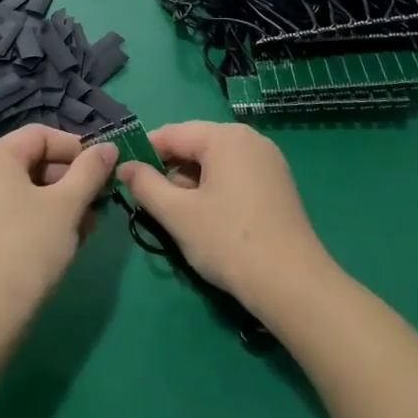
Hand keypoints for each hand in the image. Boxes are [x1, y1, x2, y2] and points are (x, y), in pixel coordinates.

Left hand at [0, 125, 117, 335]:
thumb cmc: (29, 247)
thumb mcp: (68, 205)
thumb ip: (91, 170)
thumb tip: (108, 147)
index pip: (42, 135)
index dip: (77, 148)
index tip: (103, 170)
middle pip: (34, 160)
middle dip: (71, 179)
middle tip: (99, 202)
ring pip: (27, 189)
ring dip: (62, 202)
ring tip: (88, 227)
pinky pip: (14, 210)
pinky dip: (42, 217)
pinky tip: (67, 240)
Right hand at [115, 122, 333, 317]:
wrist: (292, 284)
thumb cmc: (228, 242)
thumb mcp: (177, 214)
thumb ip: (146, 185)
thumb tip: (126, 166)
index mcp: (225, 137)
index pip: (172, 133)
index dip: (144, 153)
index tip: (124, 177)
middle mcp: (250, 139)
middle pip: (196, 144)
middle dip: (170, 169)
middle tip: (150, 201)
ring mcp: (269, 160)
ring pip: (215, 161)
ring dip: (191, 181)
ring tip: (177, 214)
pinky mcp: (278, 183)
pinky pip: (235, 174)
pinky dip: (214, 188)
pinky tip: (207, 217)